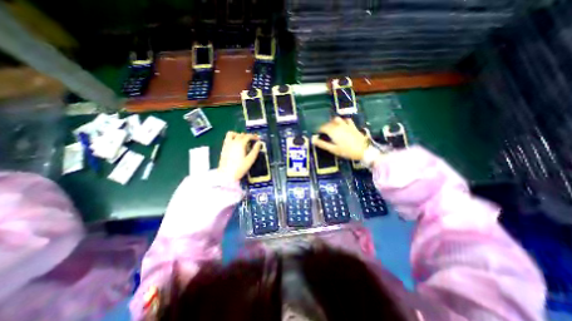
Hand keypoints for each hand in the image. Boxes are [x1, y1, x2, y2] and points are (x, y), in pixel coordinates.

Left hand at [220, 131, 260, 179]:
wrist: (226, 175)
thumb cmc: (240, 168)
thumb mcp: (250, 160)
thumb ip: (255, 150)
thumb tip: (259, 143)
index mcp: (240, 144)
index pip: (248, 136)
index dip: (254, 137)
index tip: (258, 140)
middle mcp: (233, 142)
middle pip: (241, 135)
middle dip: (248, 136)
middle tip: (253, 141)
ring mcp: (227, 144)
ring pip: (232, 134)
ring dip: (238, 135)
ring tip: (243, 140)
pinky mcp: (223, 148)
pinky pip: (227, 138)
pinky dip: (233, 138)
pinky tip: (236, 144)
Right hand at [313, 117, 366, 160]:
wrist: (364, 150)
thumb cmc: (347, 151)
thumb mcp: (333, 149)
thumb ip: (322, 144)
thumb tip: (313, 140)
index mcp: (333, 131)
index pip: (323, 127)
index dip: (319, 130)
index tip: (318, 134)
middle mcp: (339, 126)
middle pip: (329, 123)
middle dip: (325, 127)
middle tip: (324, 133)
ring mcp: (346, 125)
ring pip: (337, 119)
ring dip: (333, 122)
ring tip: (332, 127)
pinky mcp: (353, 126)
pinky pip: (347, 120)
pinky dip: (343, 121)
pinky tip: (343, 124)